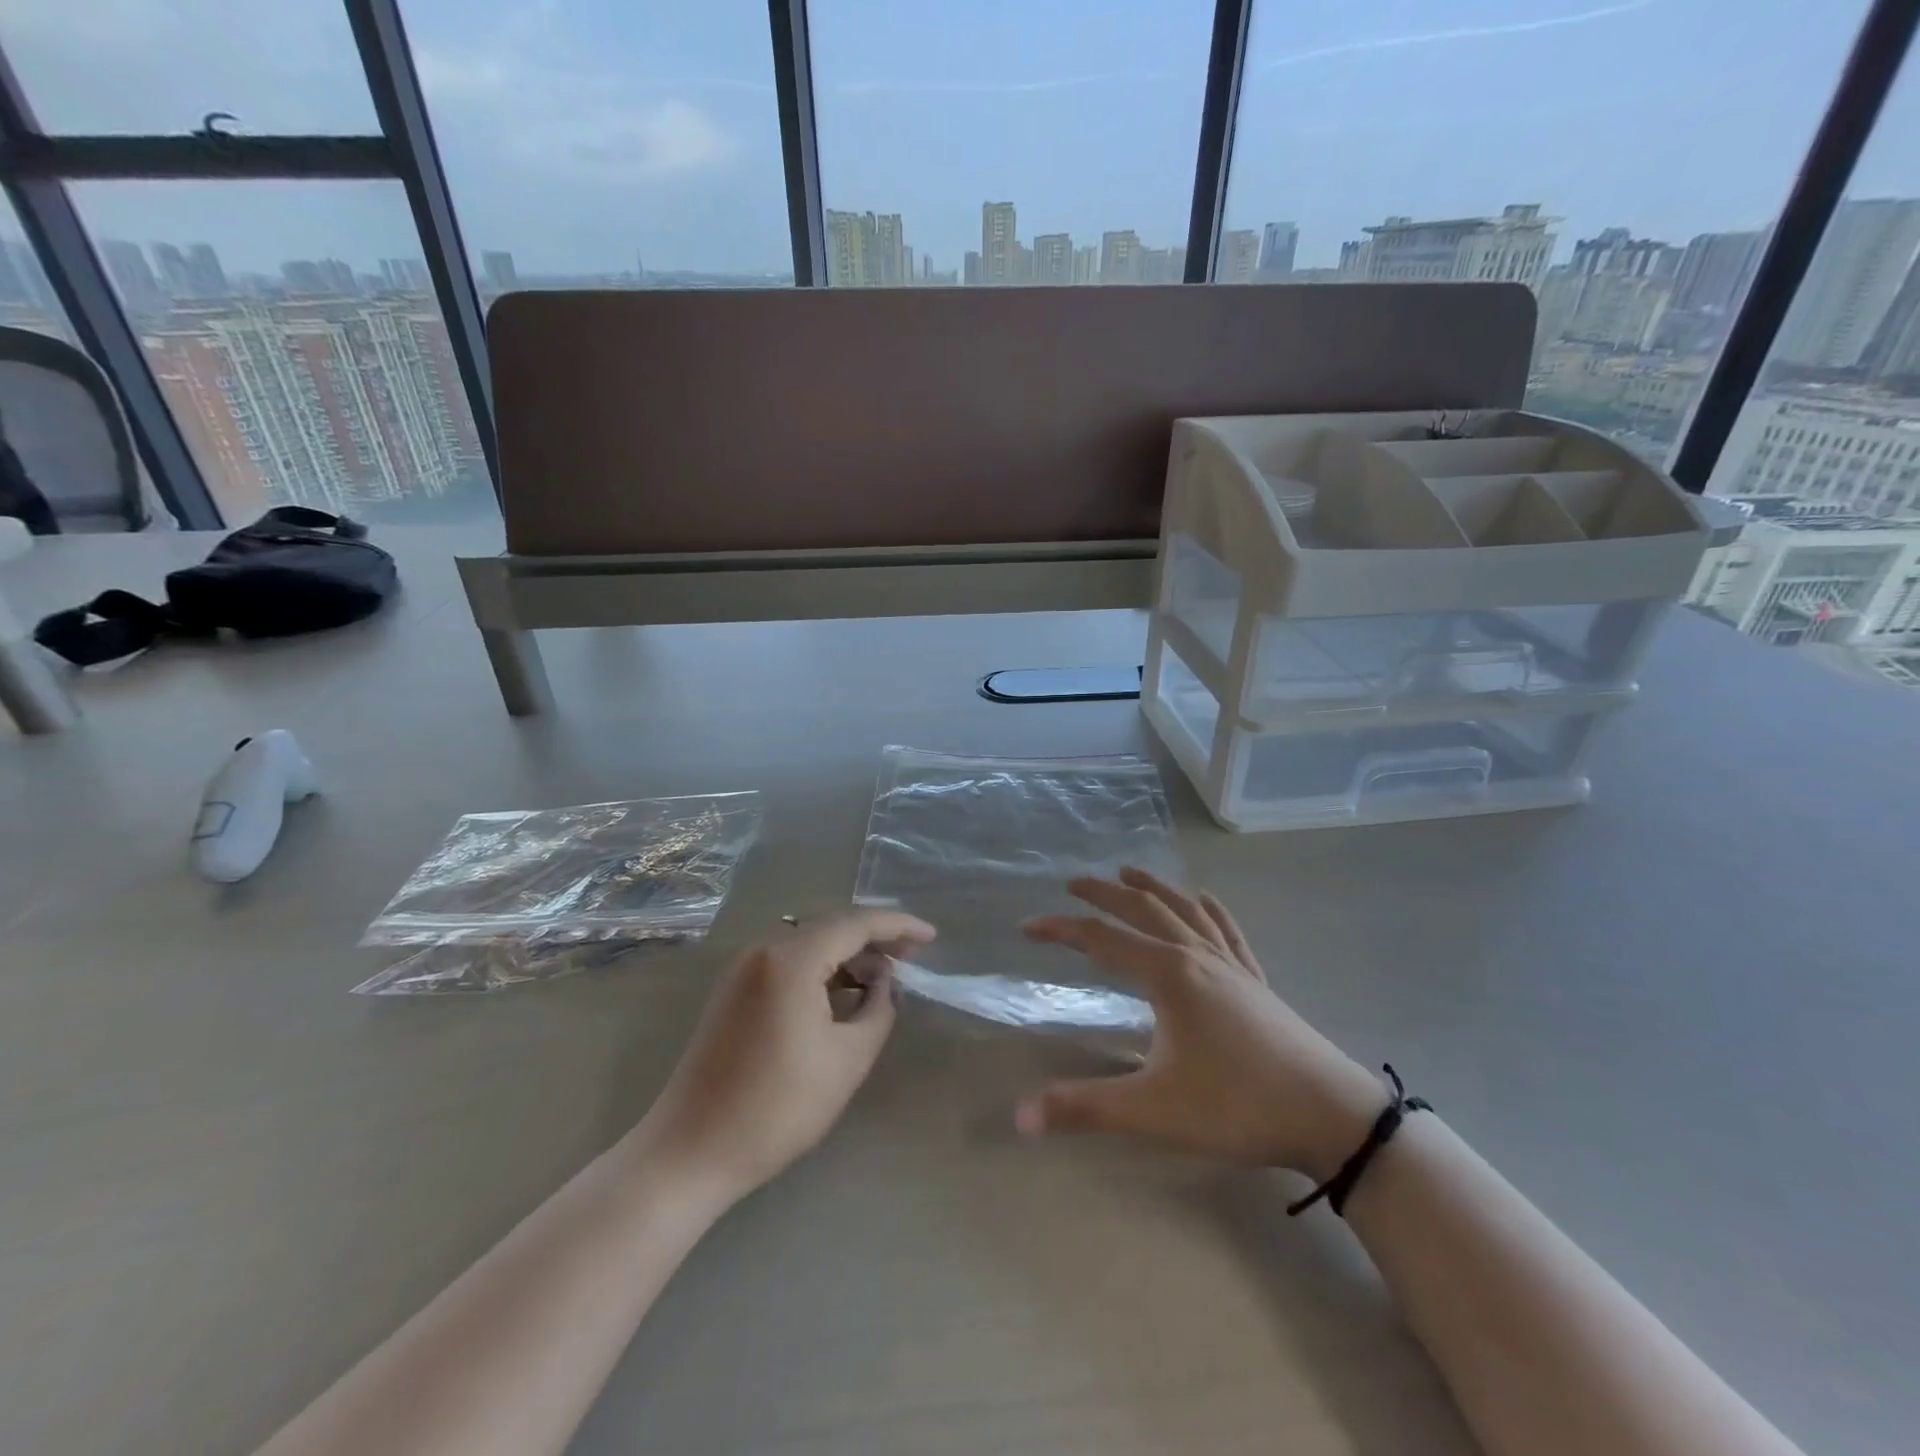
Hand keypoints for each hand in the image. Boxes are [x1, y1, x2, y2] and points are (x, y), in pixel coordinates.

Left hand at [639, 909, 935, 1207]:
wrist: (691, 1150)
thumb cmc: (777, 1107)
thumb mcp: (847, 1059)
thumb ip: (878, 1009)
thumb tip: (884, 983)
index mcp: (791, 959)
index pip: (856, 923)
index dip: (899, 926)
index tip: (932, 938)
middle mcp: (764, 950)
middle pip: (831, 927)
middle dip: (875, 940)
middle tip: (912, 959)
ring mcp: (743, 969)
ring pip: (809, 944)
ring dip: (847, 956)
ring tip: (882, 981)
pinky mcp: (734, 991)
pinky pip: (788, 963)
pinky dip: (821, 970)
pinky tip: (842, 995)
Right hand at [1017, 869, 1383, 1177]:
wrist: (1331, 1115)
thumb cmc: (1236, 1106)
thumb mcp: (1153, 1111)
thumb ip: (1084, 1108)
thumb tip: (1018, 1116)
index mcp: (1168, 975)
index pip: (1102, 940)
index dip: (1062, 930)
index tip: (1028, 926)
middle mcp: (1197, 956)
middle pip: (1143, 909)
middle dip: (1105, 893)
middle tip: (1073, 883)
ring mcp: (1232, 964)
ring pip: (1184, 910)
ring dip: (1153, 888)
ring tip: (1129, 871)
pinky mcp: (1257, 980)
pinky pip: (1227, 930)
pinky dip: (1208, 908)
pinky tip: (1204, 899)